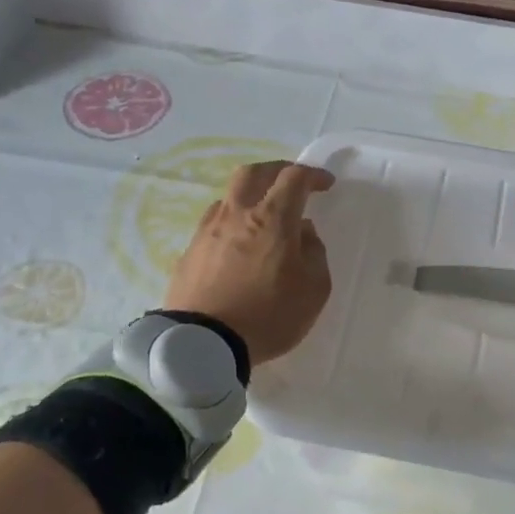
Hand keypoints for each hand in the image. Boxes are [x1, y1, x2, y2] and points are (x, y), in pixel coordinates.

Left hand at [165, 161, 335, 365]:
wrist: (203, 343)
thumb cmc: (269, 315)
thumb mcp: (314, 290)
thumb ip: (315, 254)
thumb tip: (304, 233)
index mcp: (272, 219)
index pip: (294, 178)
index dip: (312, 174)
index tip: (325, 184)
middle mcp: (237, 214)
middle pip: (254, 172)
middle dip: (276, 170)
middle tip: (291, 183)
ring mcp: (208, 231)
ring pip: (230, 196)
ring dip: (251, 196)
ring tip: (263, 217)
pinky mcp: (190, 252)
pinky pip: (214, 223)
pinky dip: (232, 222)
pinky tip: (239, 243)